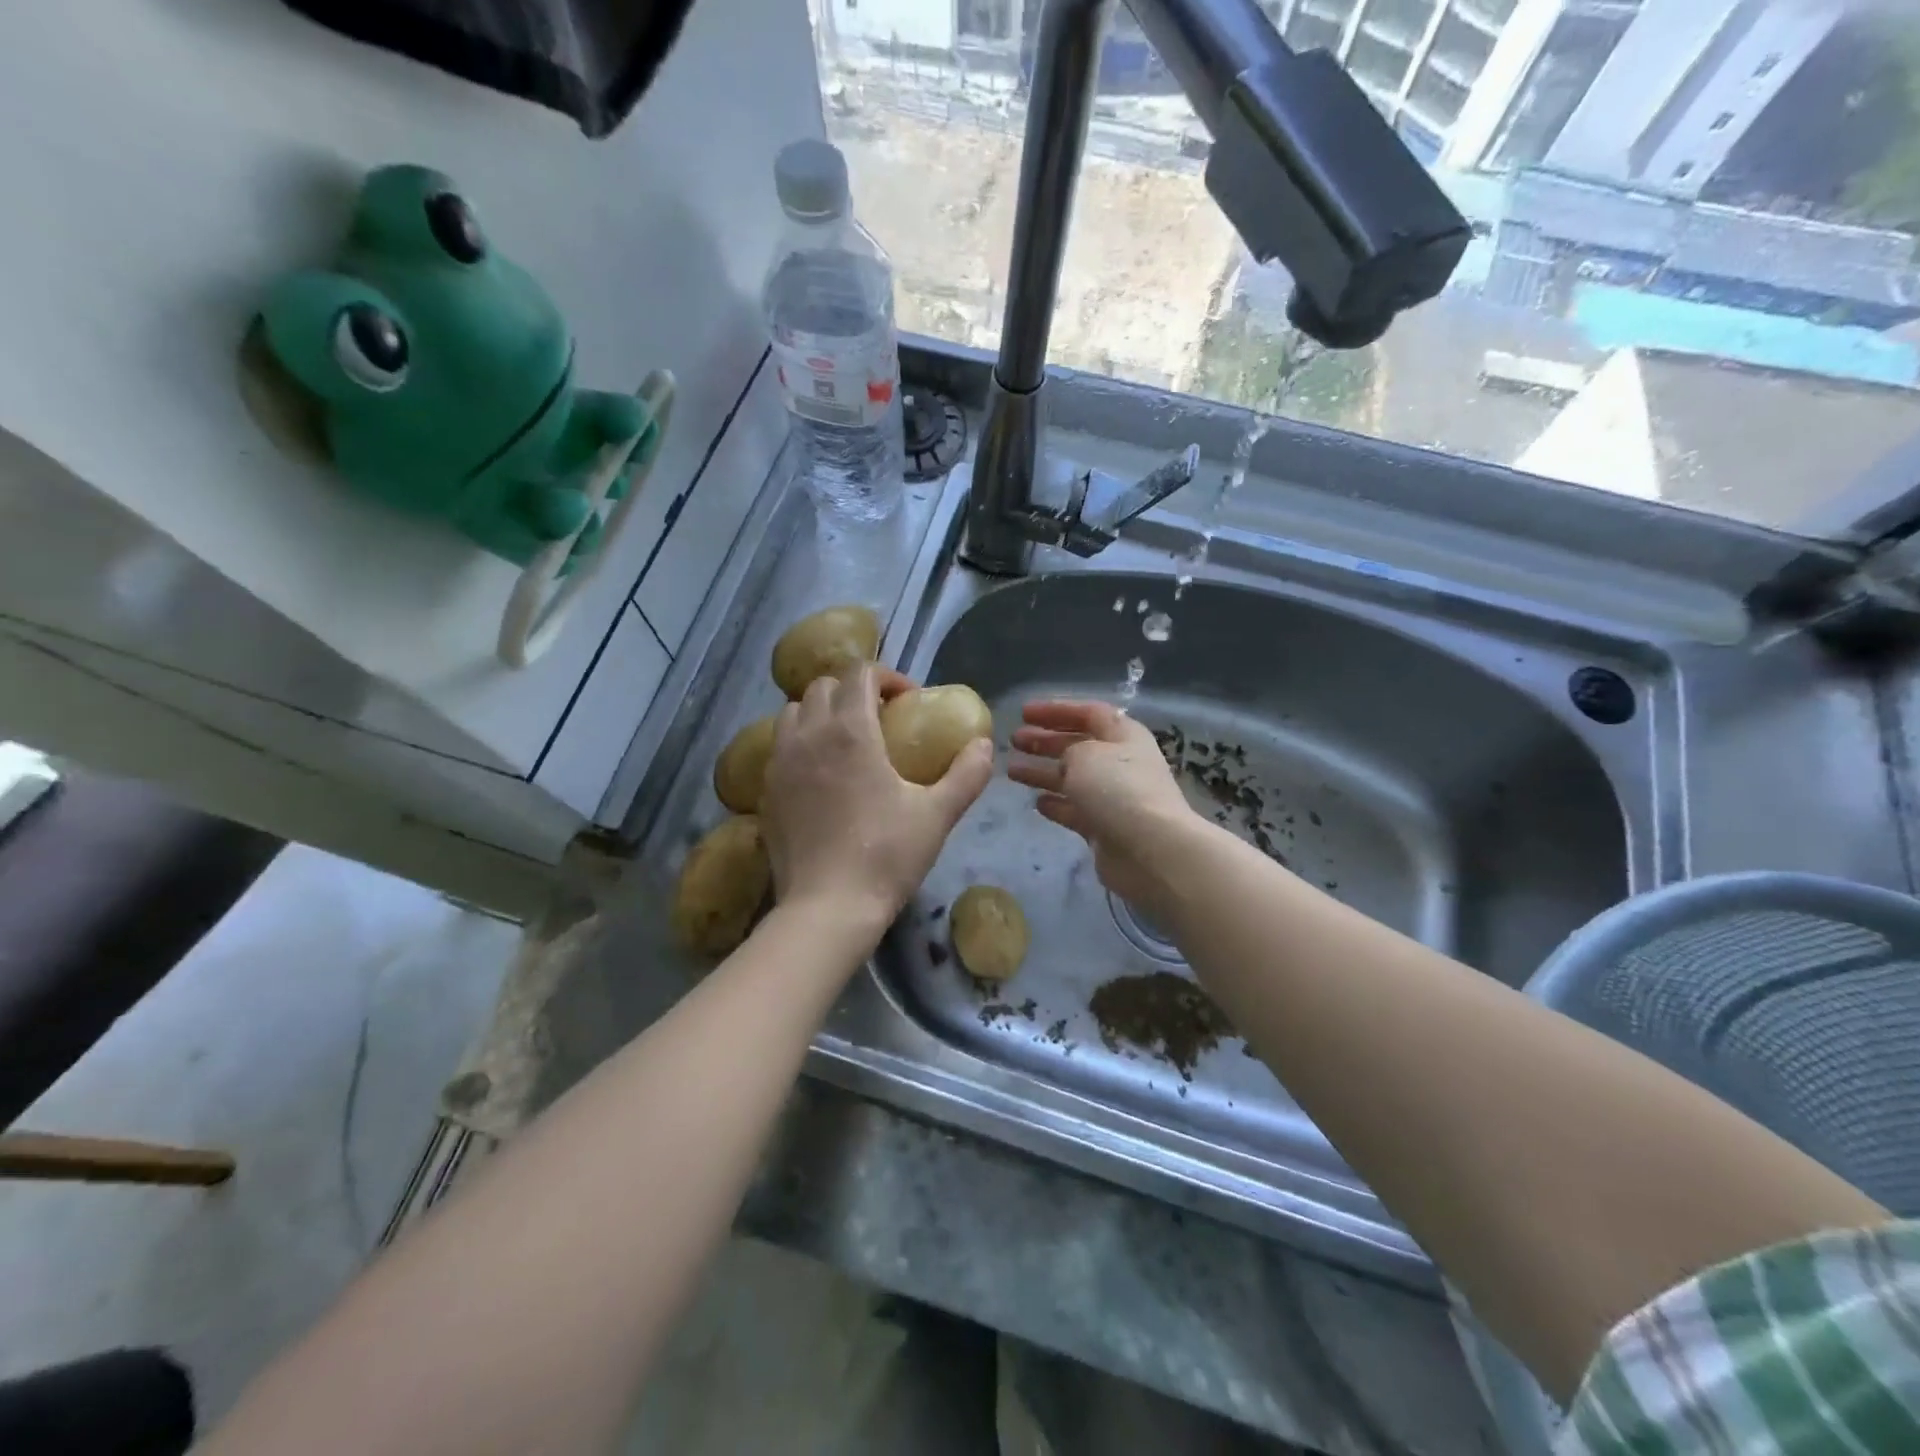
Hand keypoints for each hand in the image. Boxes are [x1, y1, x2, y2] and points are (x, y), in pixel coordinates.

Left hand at [761, 663, 994, 937]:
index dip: (886, 676)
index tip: (907, 700)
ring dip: (821, 713)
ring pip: (794, 713)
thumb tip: (984, 745)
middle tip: (878, 718)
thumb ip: (966, 774)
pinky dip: (800, 744)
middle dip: (852, 691)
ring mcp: (780, 763)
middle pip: (823, 686)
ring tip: (845, 741)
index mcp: (851, 731)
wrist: (828, 908)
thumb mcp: (938, 814)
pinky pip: (779, 748)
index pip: (860, 673)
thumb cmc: (887, 856)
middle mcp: (809, 736)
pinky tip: (821, 776)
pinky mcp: (765, 791)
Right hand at [1008, 699, 1203, 914]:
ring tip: (1011, 771)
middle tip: (1014, 740)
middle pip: (1078, 745)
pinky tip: (1036, 802)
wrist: (1149, 850)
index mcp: (1122, 735)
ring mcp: (1113, 797)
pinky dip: (1056, 804)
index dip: (1055, 710)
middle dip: (1045, 740)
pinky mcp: (1105, 828)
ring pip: (1071, 778)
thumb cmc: (1117, 789)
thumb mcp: (1085, 755)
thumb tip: (1066, 762)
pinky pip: (1075, 810)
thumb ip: (1068, 750)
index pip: (1088, 713)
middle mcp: (1119, 763)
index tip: (1023, 712)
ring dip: (1042, 772)